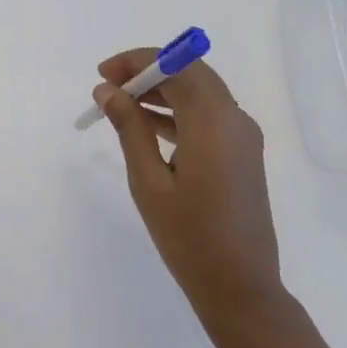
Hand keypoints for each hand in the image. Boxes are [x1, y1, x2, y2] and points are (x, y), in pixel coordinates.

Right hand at [93, 50, 283, 313]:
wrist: (239, 286)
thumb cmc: (188, 237)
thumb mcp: (148, 181)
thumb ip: (129, 128)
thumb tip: (108, 91)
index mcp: (213, 121)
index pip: (176, 65)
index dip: (137, 61)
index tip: (102, 75)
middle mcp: (235, 118)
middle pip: (191, 73)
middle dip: (149, 72)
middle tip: (109, 88)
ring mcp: (243, 136)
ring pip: (201, 93)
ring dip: (163, 91)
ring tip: (120, 106)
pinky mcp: (244, 153)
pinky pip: (209, 116)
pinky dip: (179, 112)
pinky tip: (148, 126)